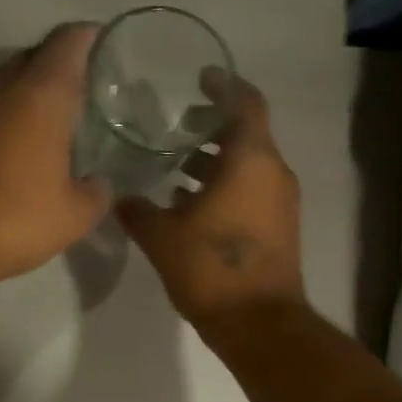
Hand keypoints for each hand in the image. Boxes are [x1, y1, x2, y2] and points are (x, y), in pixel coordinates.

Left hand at [0, 23, 107, 285]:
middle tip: (86, 93)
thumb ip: (96, 193)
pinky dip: (6, 118)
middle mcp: (1, 84)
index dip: (91, 39)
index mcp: (41, 92)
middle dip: (61, 69)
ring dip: (29, 95)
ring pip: (7, 82)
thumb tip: (99, 185)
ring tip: (54, 120)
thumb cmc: (16, 217)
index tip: (107, 49)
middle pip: (36, 57)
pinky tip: (20, 146)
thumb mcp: (74, 215)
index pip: (69, 41)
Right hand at [118, 69, 305, 335]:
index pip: (245, 103)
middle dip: (213, 127)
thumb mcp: (162, 237)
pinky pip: (252, 192)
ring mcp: (281, 203)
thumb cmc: (211, 269)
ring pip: (249, 166)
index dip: (224, 84)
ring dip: (217, 162)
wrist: (259, 323)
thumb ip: (138, 211)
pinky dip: (226, 188)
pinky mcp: (280, 229)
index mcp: (250, 160)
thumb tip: (120, 198)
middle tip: (177, 128)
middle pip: (247, 134)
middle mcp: (273, 173)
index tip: (201, 77)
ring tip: (177, 167)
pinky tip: (191, 205)